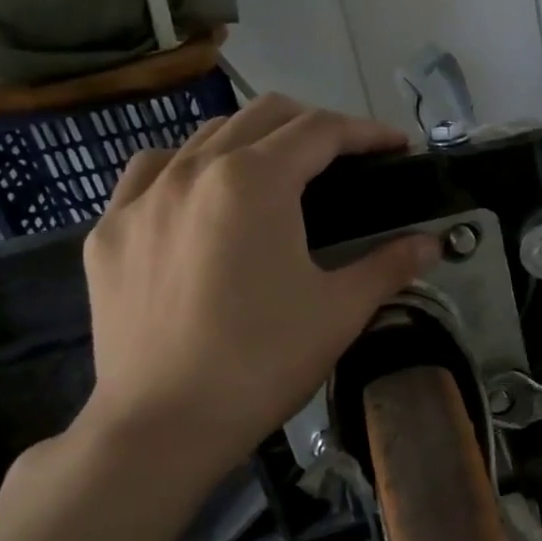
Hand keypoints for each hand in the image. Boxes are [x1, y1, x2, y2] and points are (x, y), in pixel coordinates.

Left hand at [76, 95, 439, 485]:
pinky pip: (151, 173)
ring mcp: (141, 197)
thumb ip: (390, 265)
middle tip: (347, 159)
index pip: (320, 131)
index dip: (366, 133)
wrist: (165, 424)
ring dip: (252, 141)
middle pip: (262, 116)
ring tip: (277, 174)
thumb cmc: (263, 362)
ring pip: (203, 137)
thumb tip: (433, 244)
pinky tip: (199, 196)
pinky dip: (188, 168)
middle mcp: (194, 169)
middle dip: (314, 126)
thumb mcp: (340, 311)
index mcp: (255, 182)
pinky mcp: (109, 231)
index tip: (397, 147)